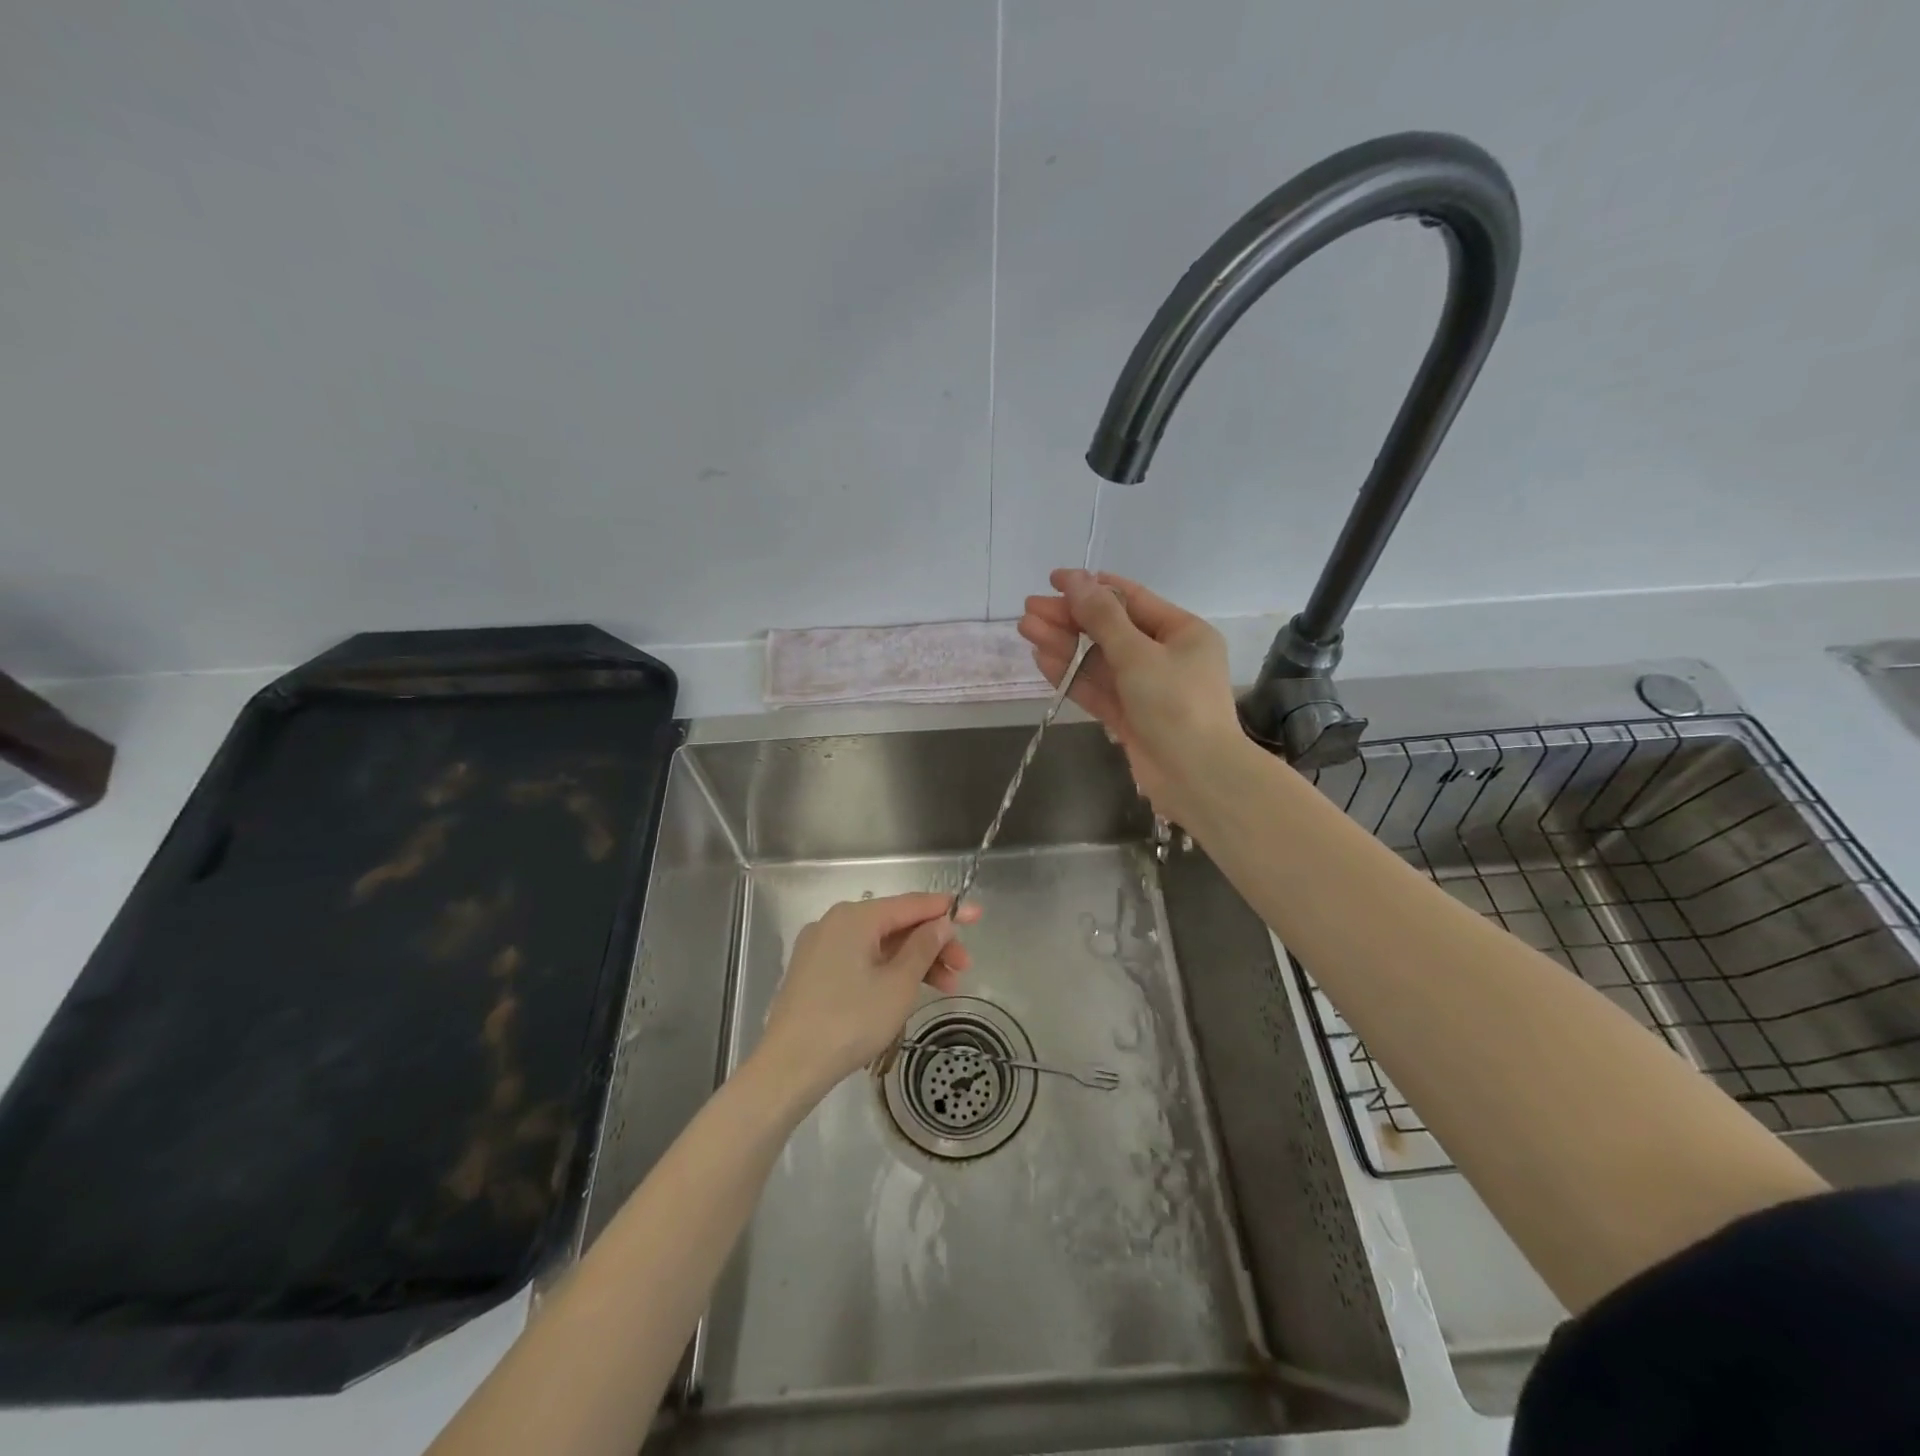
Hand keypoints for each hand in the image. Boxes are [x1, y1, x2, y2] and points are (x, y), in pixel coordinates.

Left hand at [755, 893, 981, 1101]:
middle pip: (895, 925)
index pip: (911, 904)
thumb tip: (941, 923)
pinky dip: (888, 971)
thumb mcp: (898, 984)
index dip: (947, 910)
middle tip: (964, 969)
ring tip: (945, 988)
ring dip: (914, 962)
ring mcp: (821, 947)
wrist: (789, 1067)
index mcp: (855, 917)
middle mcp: (835, 923)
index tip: (977, 915)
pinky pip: (861, 959)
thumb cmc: (850, 1021)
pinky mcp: (814, 972)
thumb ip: (924, 947)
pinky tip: (908, 991)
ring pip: (879, 945)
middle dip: (933, 944)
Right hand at [1018, 568, 1240, 819]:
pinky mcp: (1130, 718)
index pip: (1131, 599)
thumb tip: (1075, 581)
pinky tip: (1042, 659)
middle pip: (1110, 630)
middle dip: (1069, 619)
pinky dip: (1072, 675)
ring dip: (1064, 645)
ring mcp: (1146, 689)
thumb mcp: (1138, 654)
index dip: (1091, 587)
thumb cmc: (1175, 705)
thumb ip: (1102, 618)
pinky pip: (1098, 689)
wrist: (1197, 778)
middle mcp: (1166, 656)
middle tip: (1029, 608)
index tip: (1054, 580)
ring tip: (1025, 629)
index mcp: (1182, 632)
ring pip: (1099, 660)